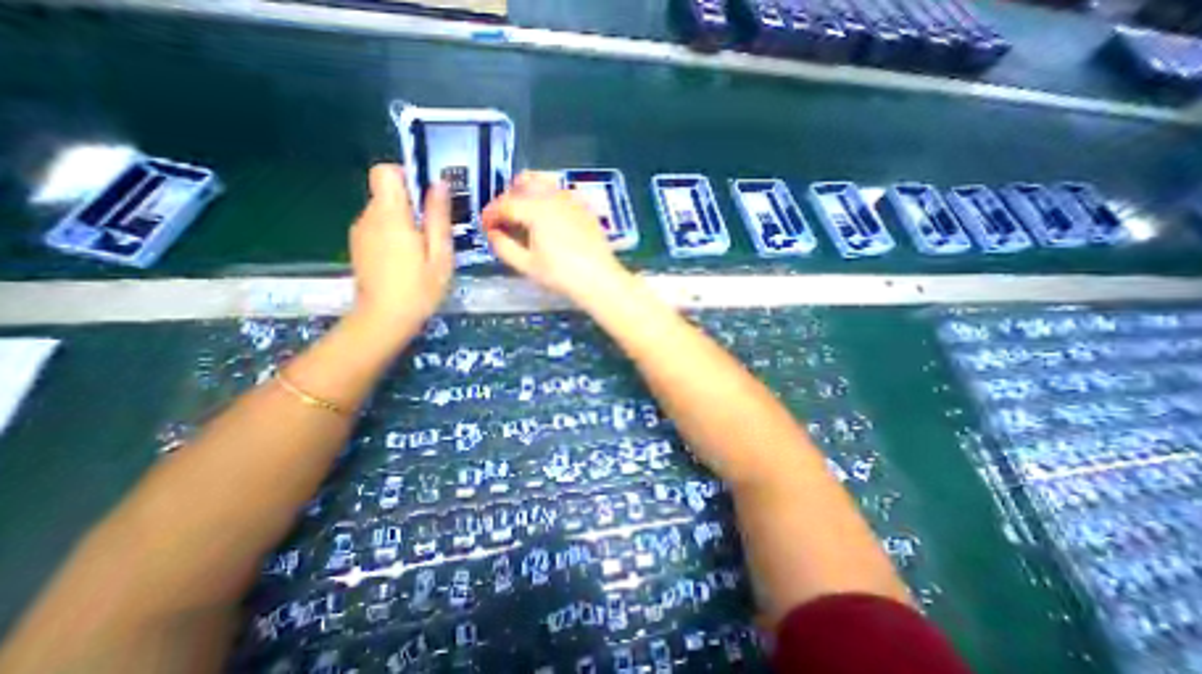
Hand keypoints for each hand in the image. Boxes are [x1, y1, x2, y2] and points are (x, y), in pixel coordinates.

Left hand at [353, 164, 459, 336]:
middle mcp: (369, 217)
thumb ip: (438, 218)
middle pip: (387, 192)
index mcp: (391, 216)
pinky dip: (393, 234)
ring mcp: (360, 231)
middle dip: (412, 205)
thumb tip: (439, 184)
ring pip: (383, 211)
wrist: (384, 319)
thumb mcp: (440, 254)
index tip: (427, 198)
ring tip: (423, 251)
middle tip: (434, 234)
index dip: (406, 176)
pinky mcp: (358, 245)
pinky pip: (377, 227)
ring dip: (404, 222)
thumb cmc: (420, 288)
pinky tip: (406, 259)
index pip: (386, 172)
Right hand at [482, 172, 629, 305]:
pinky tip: (548, 218)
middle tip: (504, 219)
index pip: (505, 204)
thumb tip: (493, 233)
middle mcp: (553, 197)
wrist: (599, 279)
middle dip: (508, 198)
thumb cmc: (561, 274)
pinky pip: (561, 192)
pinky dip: (547, 198)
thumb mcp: (527, 265)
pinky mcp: (584, 207)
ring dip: (527, 193)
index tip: (485, 226)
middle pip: (523, 184)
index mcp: (536, 209)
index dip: (490, 214)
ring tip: (524, 215)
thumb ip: (504, 247)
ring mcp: (572, 200)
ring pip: (544, 183)